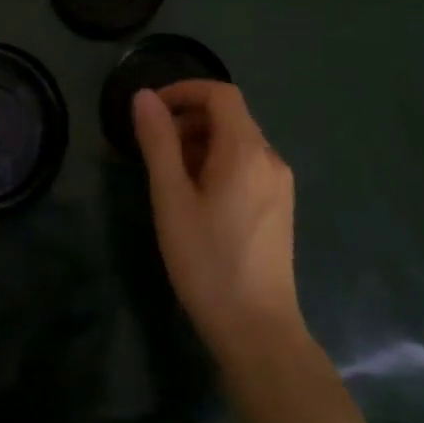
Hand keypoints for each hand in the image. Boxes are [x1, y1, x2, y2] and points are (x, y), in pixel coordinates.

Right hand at [133, 81, 305, 352]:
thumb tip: (144, 96)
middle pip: (230, 115)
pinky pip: (248, 164)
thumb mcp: (171, 199)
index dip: (184, 90)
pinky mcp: (280, 206)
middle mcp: (270, 158)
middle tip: (154, 146)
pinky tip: (198, 196)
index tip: (152, 109)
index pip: (220, 93)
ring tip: (170, 174)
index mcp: (246, 150)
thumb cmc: (208, 261)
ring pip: (238, 141)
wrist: (258, 332)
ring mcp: (279, 183)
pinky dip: (219, 162)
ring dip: (202, 141)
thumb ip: (158, 142)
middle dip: (188, 118)